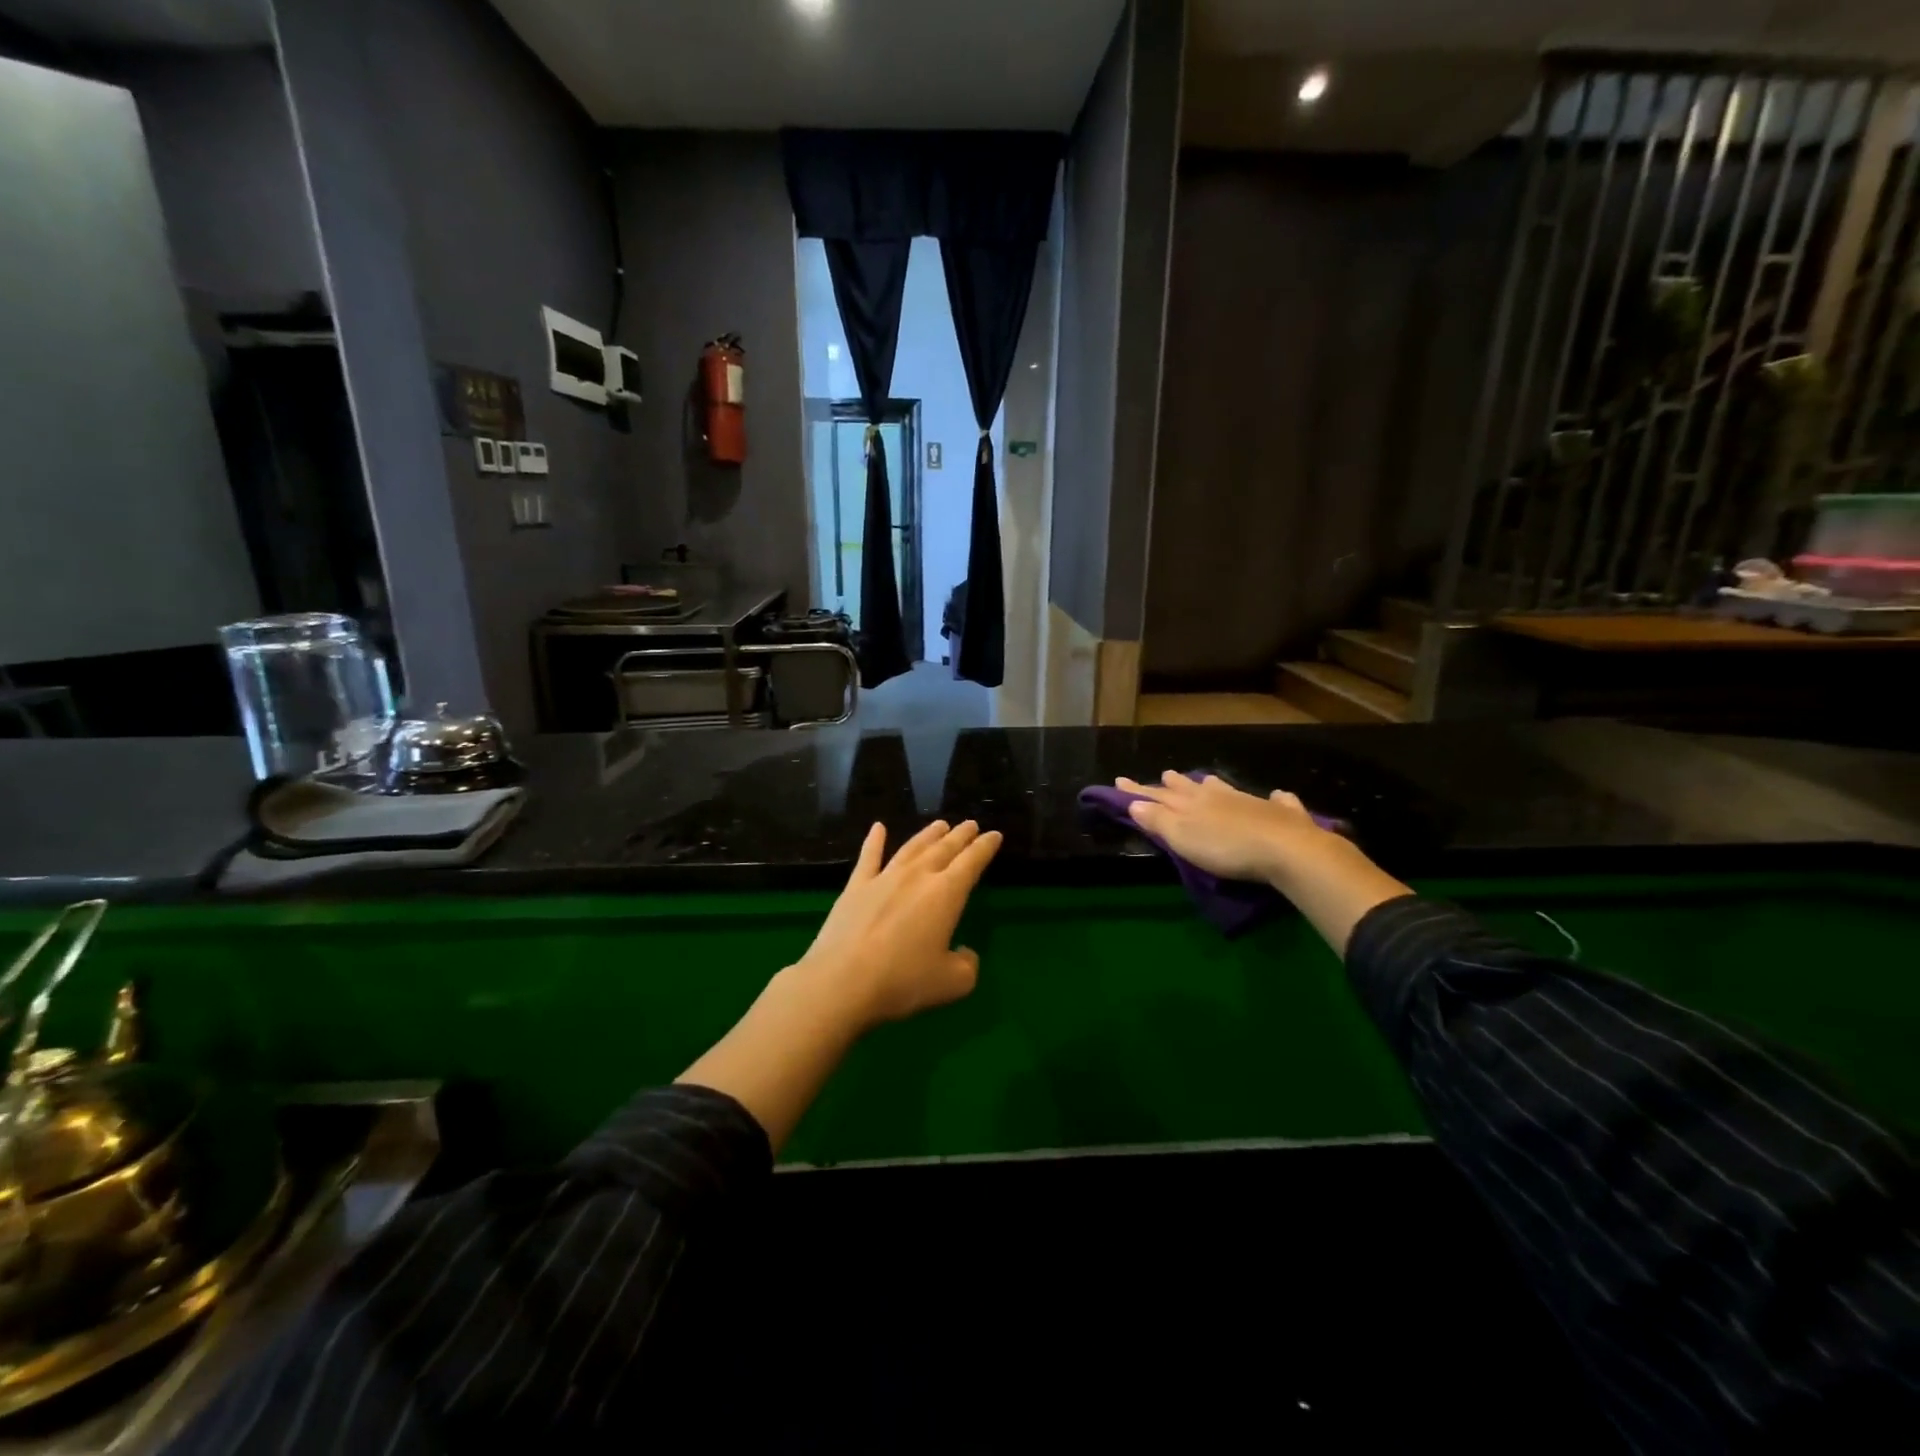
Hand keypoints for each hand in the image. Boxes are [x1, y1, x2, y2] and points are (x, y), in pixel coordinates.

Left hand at [791, 819, 1002, 1031]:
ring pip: (911, 848)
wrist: (842, 981)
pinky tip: (878, 828)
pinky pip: (869, 857)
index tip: (994, 834)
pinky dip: (874, 840)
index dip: (985, 847)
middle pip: (944, 848)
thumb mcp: (951, 983)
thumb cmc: (903, 981)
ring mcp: (884, 878)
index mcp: (946, 894)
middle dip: (960, 835)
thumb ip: (967, 965)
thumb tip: (965, 953)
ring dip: (928, 834)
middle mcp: (917, 876)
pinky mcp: (856, 887)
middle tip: (970, 824)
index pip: (972, 862)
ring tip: (940, 824)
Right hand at [1116, 772, 1338, 889]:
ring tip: (1206, 780)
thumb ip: (1158, 820)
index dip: (1137, 791)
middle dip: (1174, 783)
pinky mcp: (1282, 814)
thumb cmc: (1226, 848)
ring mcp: (1252, 802)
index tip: (1119, 781)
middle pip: (1191, 788)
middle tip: (1165, 775)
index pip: (1157, 795)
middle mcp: (1218, 797)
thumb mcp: (1183, 838)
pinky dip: (1275, 798)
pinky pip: (1277, 801)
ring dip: (1213, 785)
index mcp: (1191, 804)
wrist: (1286, 848)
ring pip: (1226, 789)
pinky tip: (1278, 795)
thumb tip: (1134, 803)